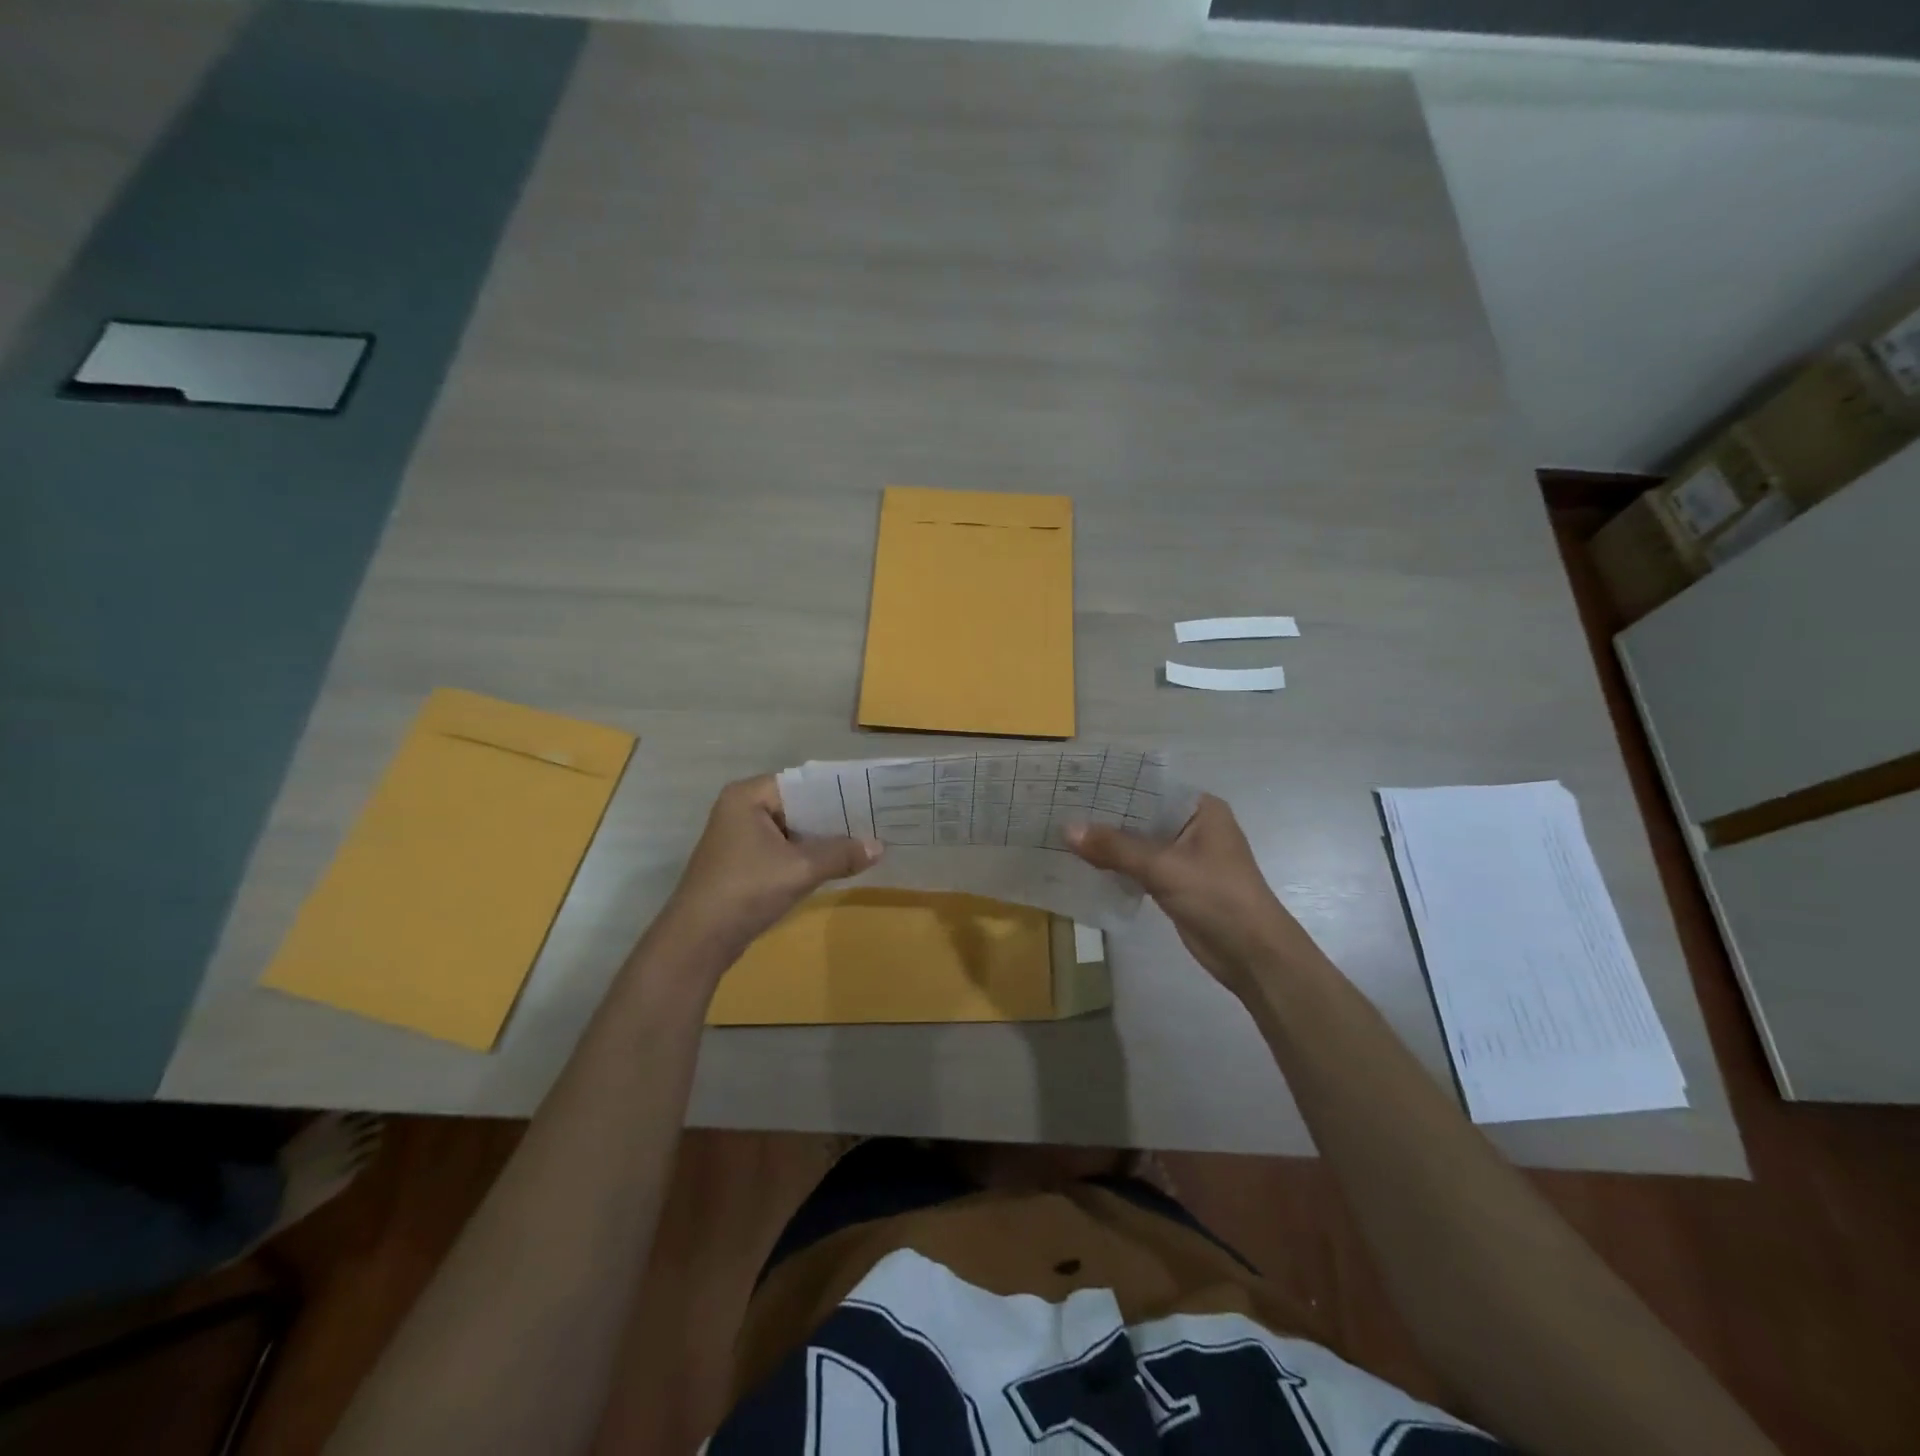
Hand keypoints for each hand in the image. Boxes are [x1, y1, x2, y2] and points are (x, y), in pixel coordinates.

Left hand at [654, 776, 881, 964]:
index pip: (803, 783)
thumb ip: (841, 854)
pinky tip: (837, 864)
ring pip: (792, 831)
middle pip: (798, 806)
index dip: (838, 792)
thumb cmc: (746, 890)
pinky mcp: (743, 864)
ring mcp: (740, 838)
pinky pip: (783, 850)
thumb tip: (880, 847)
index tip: (871, 799)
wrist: (698, 941)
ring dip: (822, 840)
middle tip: (875, 822)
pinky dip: (807, 856)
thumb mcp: (800, 869)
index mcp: (748, 796)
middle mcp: (741, 809)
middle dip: (834, 818)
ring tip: (864, 842)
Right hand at [1066, 794, 1318, 991]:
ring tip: (1062, 833)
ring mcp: (1184, 856)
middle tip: (1059, 807)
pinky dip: (1115, 865)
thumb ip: (1115, 848)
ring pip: (1137, 842)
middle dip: (1104, 816)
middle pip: (1140, 814)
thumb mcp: (1163, 867)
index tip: (1074, 783)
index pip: (1149, 786)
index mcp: (1201, 809)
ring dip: (1107, 842)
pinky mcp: (1175, 883)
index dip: (1113, 785)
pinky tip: (1083, 863)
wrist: (1252, 956)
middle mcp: (1192, 826)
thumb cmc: (1218, 897)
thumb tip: (1066, 829)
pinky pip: (1138, 866)